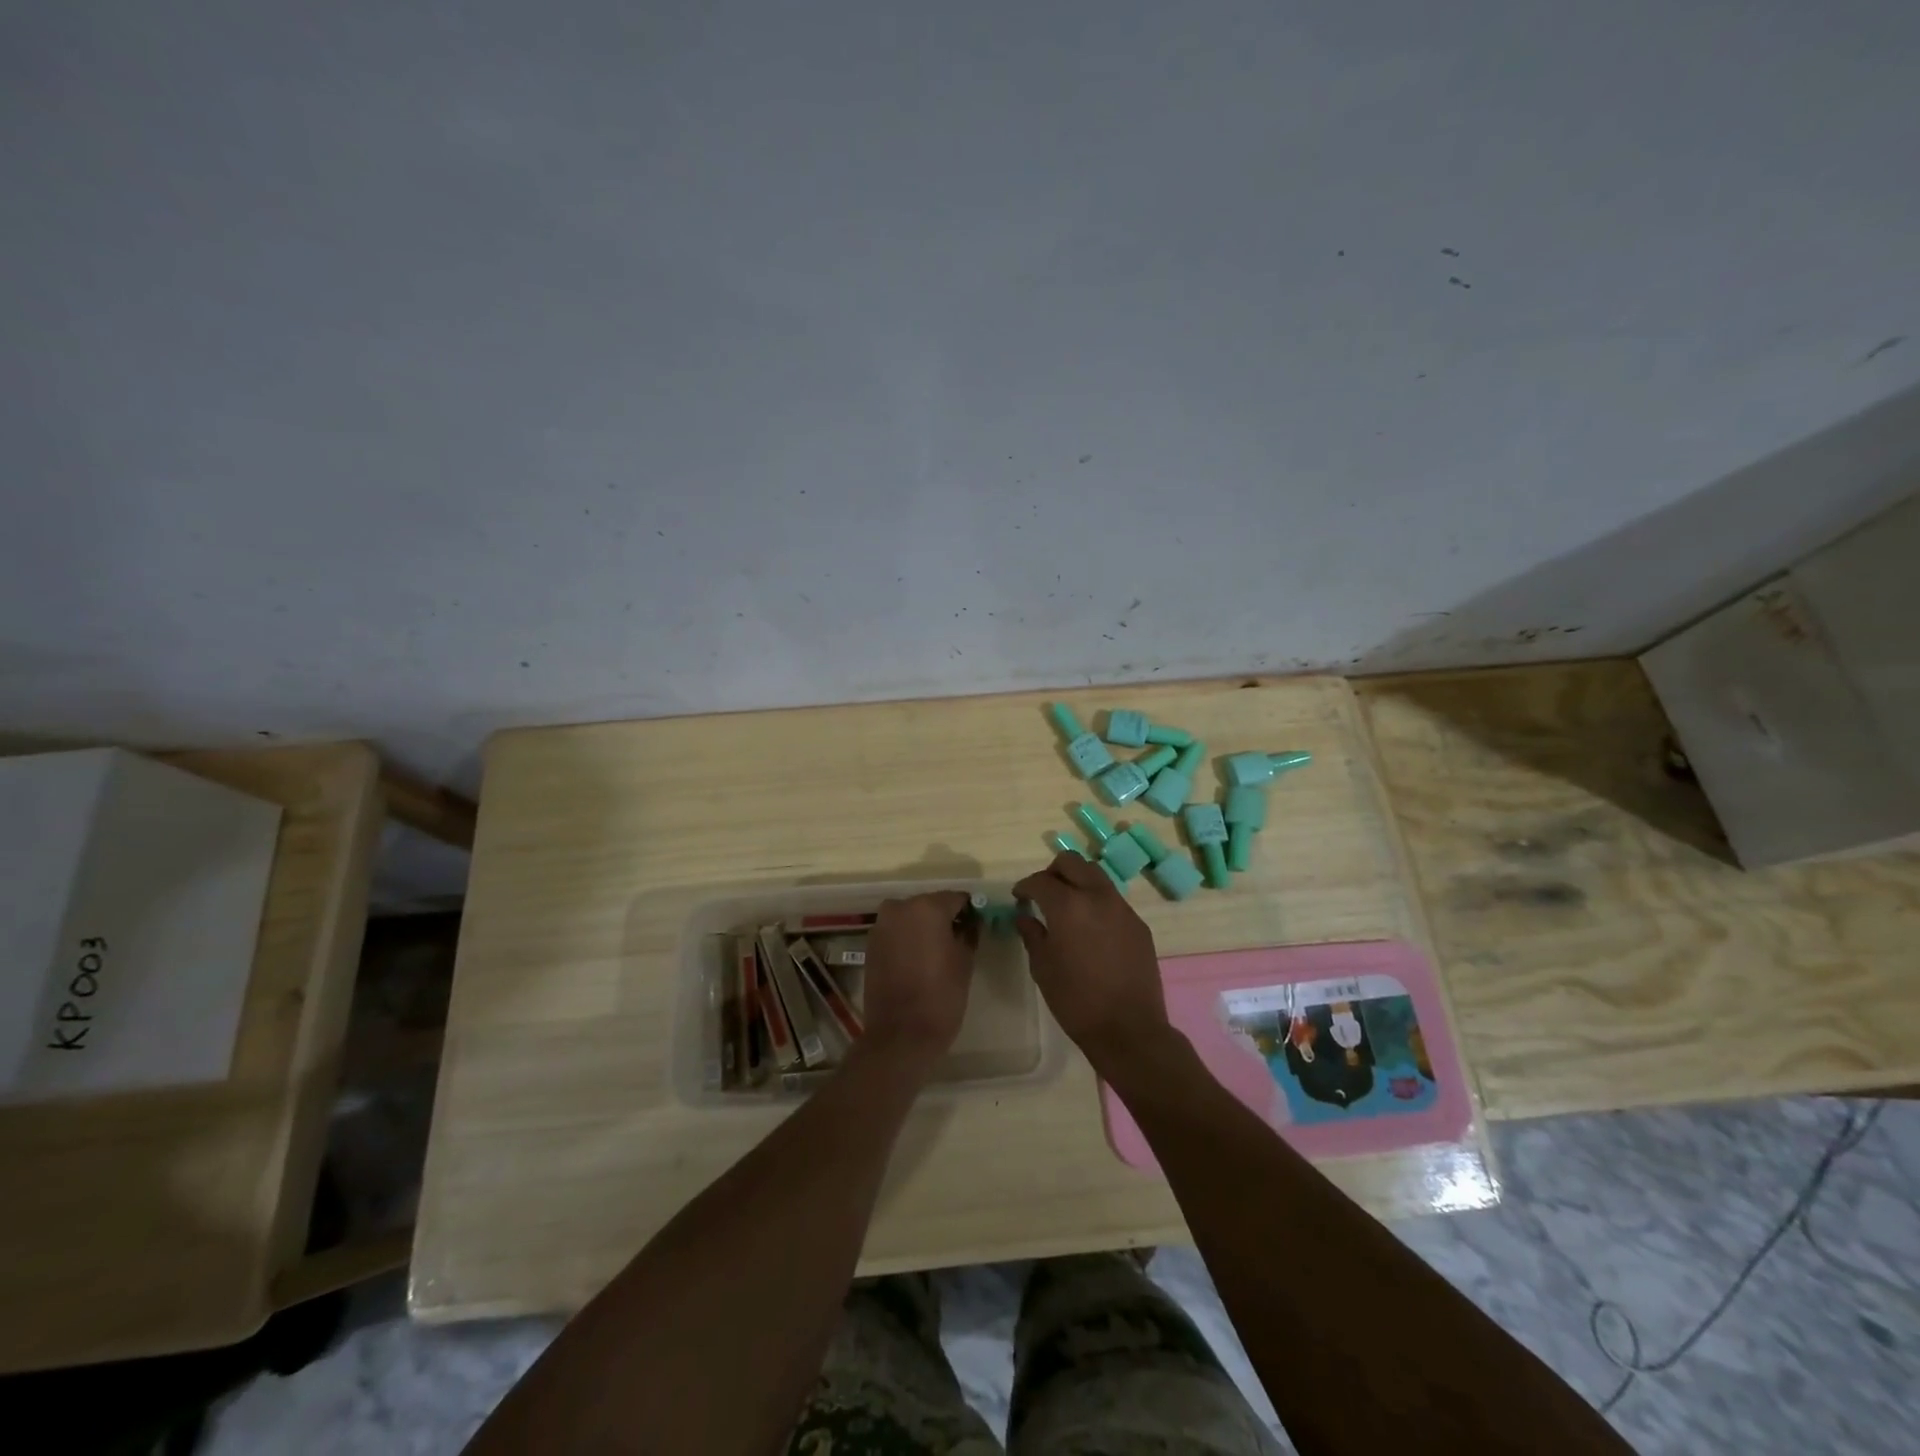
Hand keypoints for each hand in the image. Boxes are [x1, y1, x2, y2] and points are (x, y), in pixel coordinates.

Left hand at [859, 891, 977, 1066]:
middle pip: (931, 904)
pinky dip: (908, 939)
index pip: (957, 898)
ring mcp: (882, 925)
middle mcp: (900, 907)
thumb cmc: (941, 996)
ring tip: (938, 952)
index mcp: (927, 907)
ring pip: (911, 917)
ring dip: (924, 928)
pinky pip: (897, 932)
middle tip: (959, 940)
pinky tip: (918, 960)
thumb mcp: (965, 961)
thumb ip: (969, 933)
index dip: (969, 911)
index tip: (977, 926)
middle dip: (945, 918)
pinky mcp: (871, 944)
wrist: (900, 1035)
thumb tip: (970, 922)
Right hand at [1012, 853, 1175, 1075]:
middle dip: (1053, 872)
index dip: (1025, 886)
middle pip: (1072, 862)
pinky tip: (1091, 929)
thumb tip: (1025, 917)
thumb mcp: (1043, 968)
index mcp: (1068, 905)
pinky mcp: (1138, 924)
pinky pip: (1113, 900)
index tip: (1019, 897)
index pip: (1041, 881)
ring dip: (1077, 882)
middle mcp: (1097, 896)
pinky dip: (1096, 902)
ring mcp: (1122, 908)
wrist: (1129, 1029)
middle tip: (1043, 894)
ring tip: (1067, 908)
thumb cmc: (1076, 1001)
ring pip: (1096, 876)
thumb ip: (1032, 934)